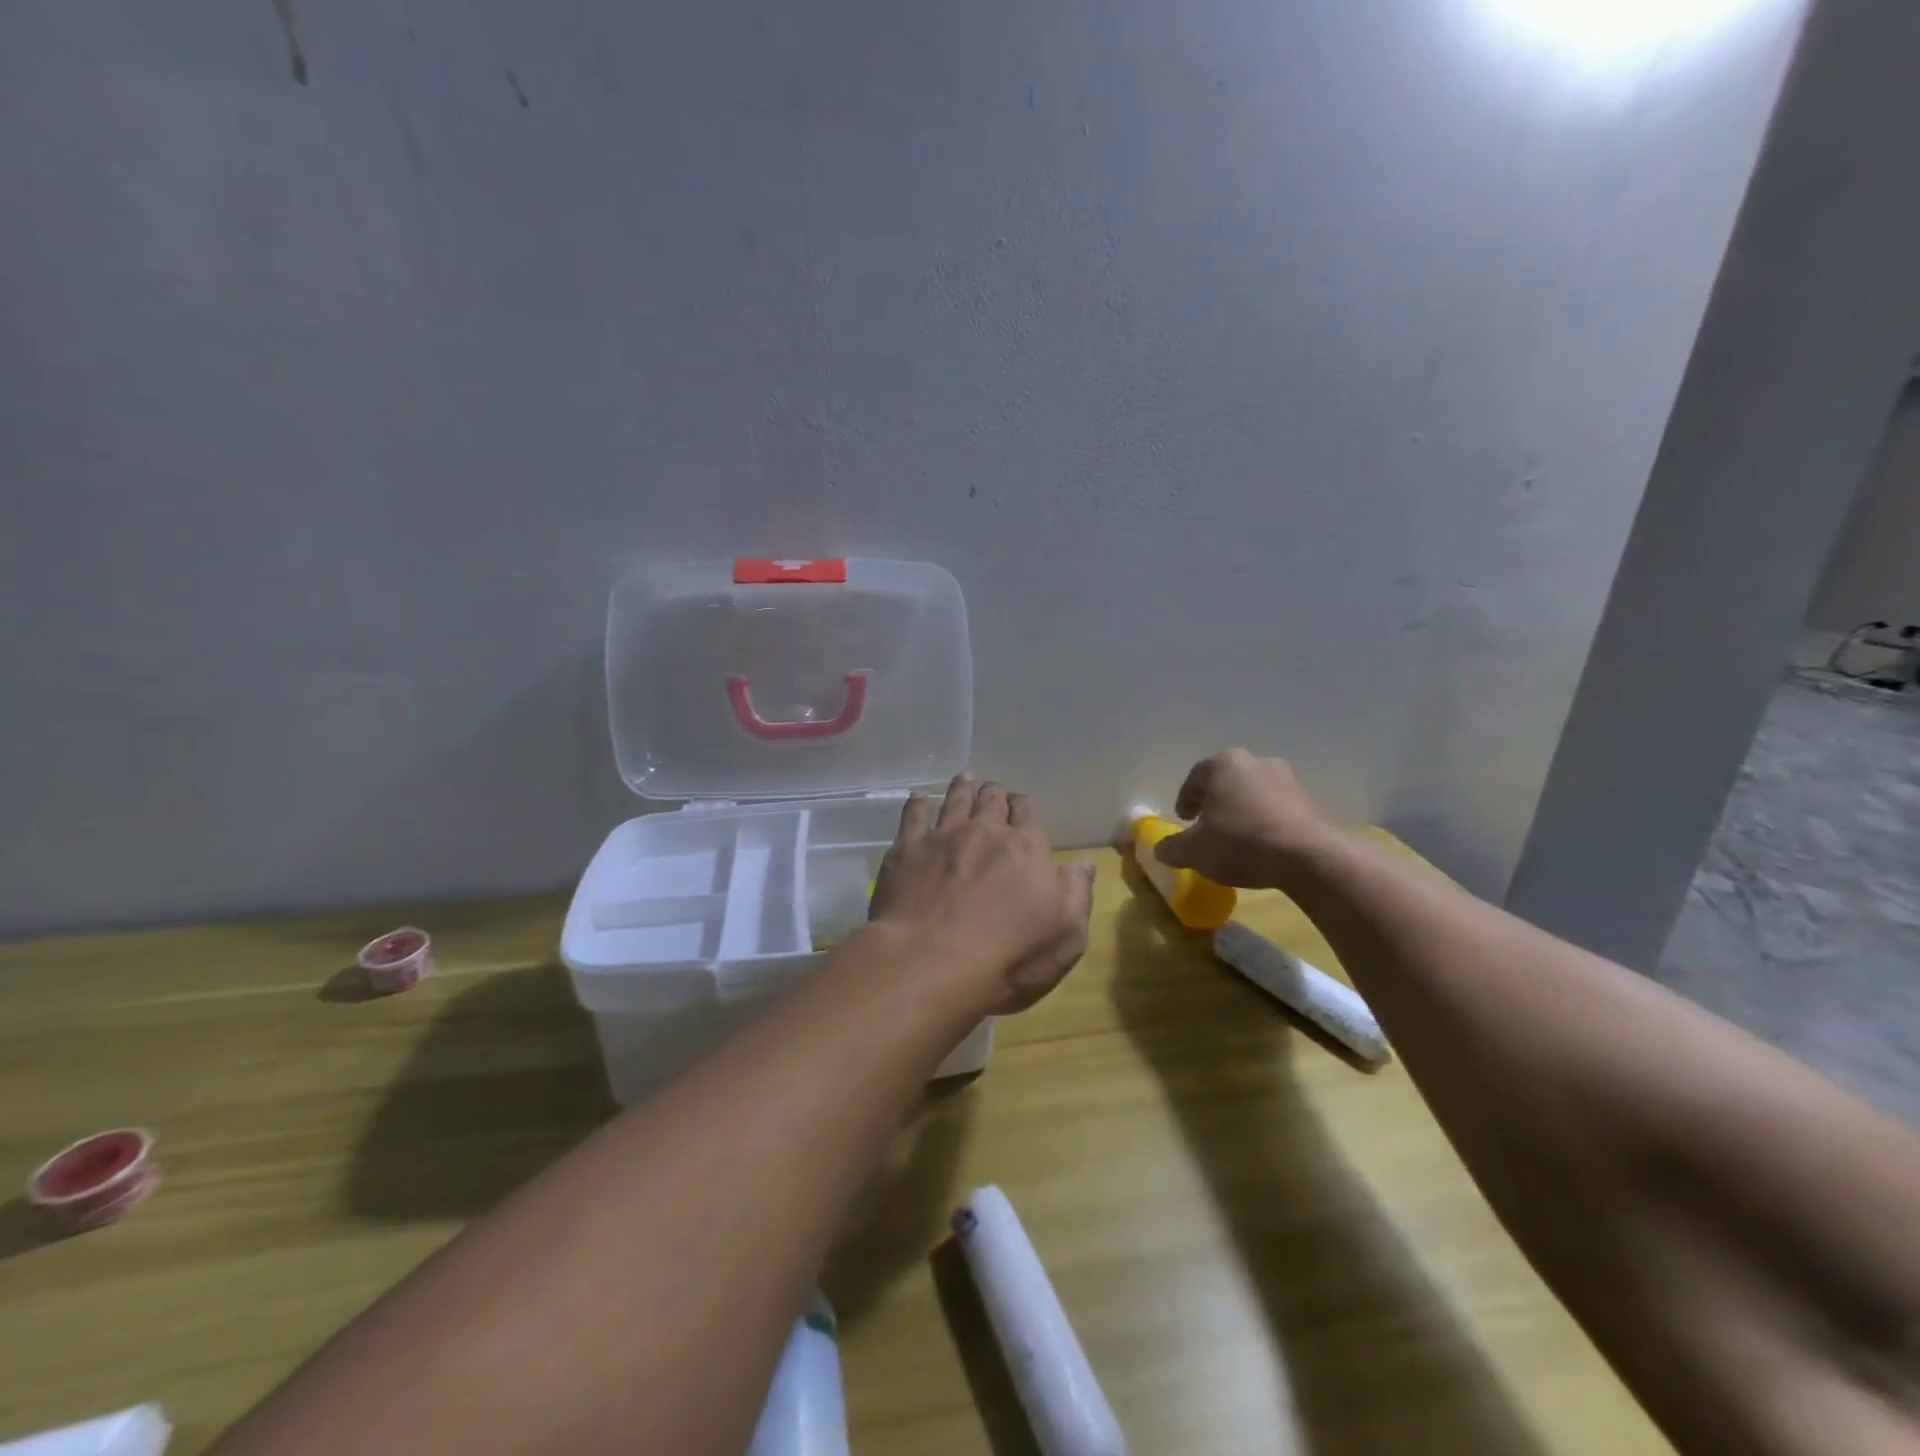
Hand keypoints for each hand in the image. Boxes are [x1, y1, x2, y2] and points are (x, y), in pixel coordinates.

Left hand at [869, 775, 1096, 1014]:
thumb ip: (1077, 894)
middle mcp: (984, 831)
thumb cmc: (1010, 957)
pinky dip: (918, 803)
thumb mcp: (1066, 936)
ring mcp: (942, 837)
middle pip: (991, 799)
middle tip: (993, 793)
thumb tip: (1084, 863)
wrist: (931, 962)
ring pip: (954, 800)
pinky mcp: (907, 850)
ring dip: (962, 788)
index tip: (1021, 807)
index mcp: (1026, 847)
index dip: (1024, 807)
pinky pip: (913, 815)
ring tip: (964, 779)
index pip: (1028, 812)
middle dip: (995, 793)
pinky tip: (918, 799)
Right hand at [1154, 749, 1335, 887]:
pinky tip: (1262, 845)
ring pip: (1252, 793)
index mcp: (1223, 764)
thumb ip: (1172, 847)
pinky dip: (1265, 821)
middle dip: (1214, 803)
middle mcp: (1256, 762)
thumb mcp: (1194, 851)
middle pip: (1226, 782)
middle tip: (1207, 827)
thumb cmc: (1240, 843)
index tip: (1184, 820)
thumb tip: (1160, 849)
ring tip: (1236, 839)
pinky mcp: (1309, 800)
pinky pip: (1276, 808)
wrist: (1307, 858)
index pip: (1195, 778)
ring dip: (1241, 811)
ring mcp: (1287, 779)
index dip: (1185, 800)